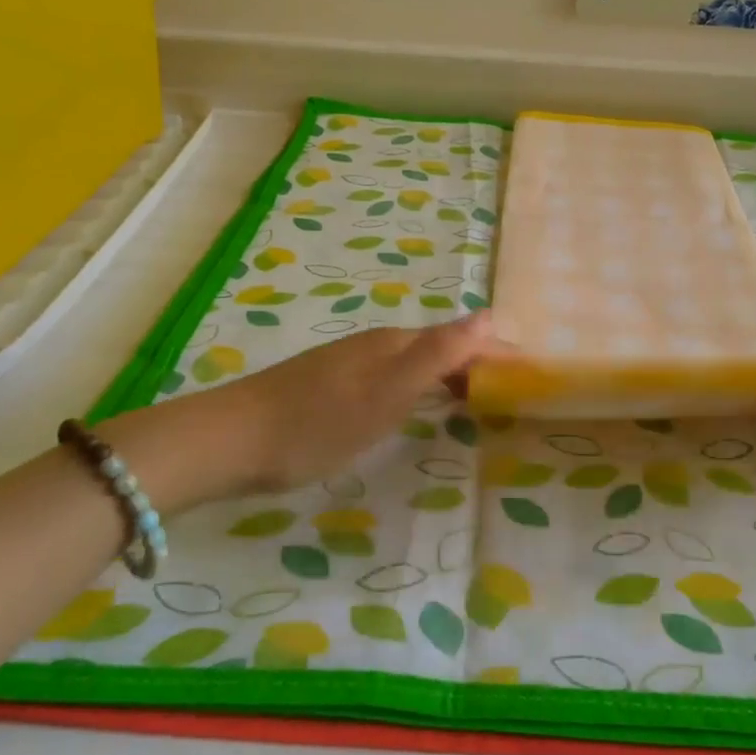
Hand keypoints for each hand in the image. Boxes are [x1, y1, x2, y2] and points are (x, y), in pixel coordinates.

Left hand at [106, 315, 503, 508]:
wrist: (230, 440)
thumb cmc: (317, 423)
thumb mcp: (386, 394)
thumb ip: (437, 356)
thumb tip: (488, 314)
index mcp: (392, 344)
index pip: (457, 340)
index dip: (491, 352)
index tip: (525, 370)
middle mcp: (372, 345)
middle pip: (435, 347)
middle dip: (472, 362)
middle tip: (503, 390)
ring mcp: (346, 363)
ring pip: (410, 362)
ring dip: (444, 374)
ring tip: (468, 399)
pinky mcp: (326, 384)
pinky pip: (388, 376)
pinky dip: (415, 387)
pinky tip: (408, 407)